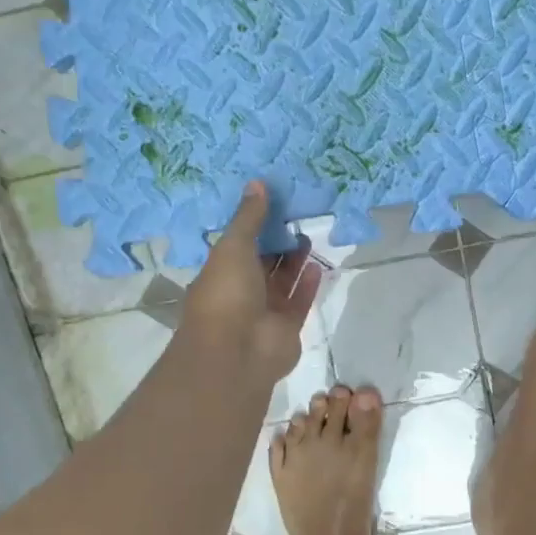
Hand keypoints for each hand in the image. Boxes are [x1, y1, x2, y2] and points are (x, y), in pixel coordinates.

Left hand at [180, 181, 321, 382]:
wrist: (237, 351)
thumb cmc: (226, 293)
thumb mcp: (233, 246)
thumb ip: (249, 217)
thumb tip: (257, 183)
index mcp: (219, 273)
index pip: (237, 246)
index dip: (253, 226)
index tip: (272, 204)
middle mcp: (240, 292)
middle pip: (261, 263)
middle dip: (276, 243)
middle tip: (296, 217)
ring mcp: (263, 312)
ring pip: (281, 282)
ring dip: (293, 261)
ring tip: (308, 236)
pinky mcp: (286, 327)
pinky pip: (298, 301)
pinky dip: (307, 284)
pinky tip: (316, 264)